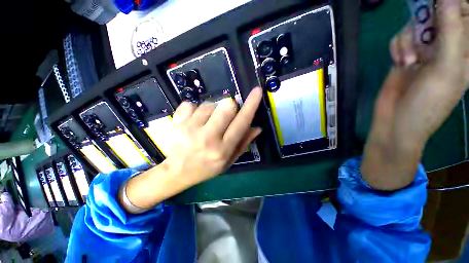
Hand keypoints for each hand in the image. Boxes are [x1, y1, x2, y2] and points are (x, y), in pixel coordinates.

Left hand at [123, 88, 262, 209]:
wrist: (176, 172)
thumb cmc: (206, 167)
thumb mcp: (228, 161)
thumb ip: (243, 143)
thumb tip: (257, 128)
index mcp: (223, 149)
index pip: (241, 122)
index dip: (251, 105)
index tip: (257, 91)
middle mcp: (208, 138)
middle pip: (226, 106)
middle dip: (230, 106)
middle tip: (225, 115)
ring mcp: (189, 129)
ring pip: (209, 104)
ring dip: (212, 111)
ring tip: (207, 123)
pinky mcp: (176, 122)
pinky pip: (191, 104)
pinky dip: (195, 110)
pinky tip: (193, 122)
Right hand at [361, 0, 467, 190]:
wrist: (397, 123)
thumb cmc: (427, 103)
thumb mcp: (446, 66)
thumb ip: (451, 30)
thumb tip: (445, 1)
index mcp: (465, 48)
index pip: (461, 14)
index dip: (450, 7)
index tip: (435, 8)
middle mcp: (450, 44)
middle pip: (439, 13)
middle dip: (428, 19)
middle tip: (421, 39)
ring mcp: (428, 49)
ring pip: (418, 23)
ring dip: (410, 37)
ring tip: (409, 60)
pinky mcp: (409, 56)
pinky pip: (405, 37)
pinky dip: (401, 45)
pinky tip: (401, 62)